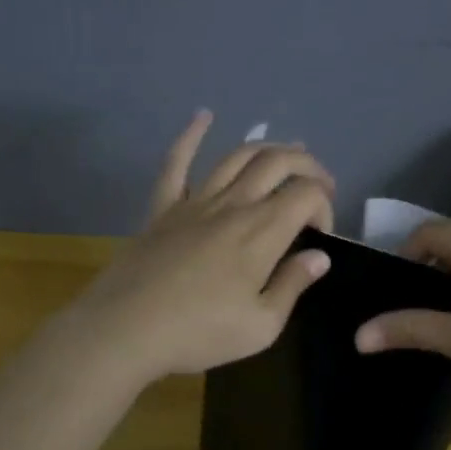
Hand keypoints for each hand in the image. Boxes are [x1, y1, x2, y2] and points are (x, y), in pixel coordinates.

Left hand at [73, 112, 336, 382]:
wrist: (125, 329)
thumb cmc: (198, 333)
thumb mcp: (260, 326)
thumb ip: (292, 285)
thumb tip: (319, 257)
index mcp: (261, 232)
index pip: (306, 195)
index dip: (324, 205)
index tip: (320, 236)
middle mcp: (232, 205)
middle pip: (277, 162)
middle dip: (307, 165)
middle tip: (319, 184)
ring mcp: (194, 202)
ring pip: (236, 156)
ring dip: (267, 148)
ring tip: (286, 154)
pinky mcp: (163, 207)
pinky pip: (177, 163)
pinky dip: (191, 136)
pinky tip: (203, 117)